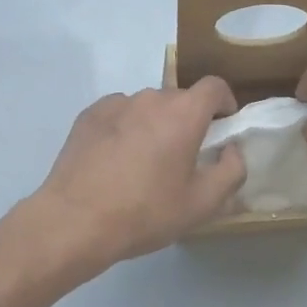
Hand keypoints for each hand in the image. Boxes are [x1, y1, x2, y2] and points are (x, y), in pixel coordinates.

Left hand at [12, 78, 246, 280]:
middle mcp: (151, 98)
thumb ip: (231, 171)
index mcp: (184, 113)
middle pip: (179, 99)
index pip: (214, 86)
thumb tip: (232, 150)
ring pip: (147, 107)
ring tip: (144, 163)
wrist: (75, 220)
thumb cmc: (146, 212)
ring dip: (154, 125)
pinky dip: (125, 128)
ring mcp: (116, 103)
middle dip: (188, 121)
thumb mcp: (202, 204)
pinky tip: (115, 161)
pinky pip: (119, 114)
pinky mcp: (89, 114)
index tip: (223, 126)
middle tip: (183, 157)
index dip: (224, 102)